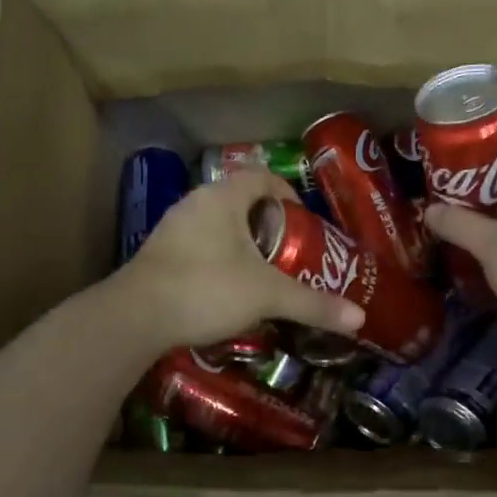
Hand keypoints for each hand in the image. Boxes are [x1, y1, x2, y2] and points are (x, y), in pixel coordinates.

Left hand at [114, 167, 365, 350]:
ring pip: (217, 226)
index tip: (303, 223)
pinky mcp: (158, 254)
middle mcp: (195, 203)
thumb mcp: (267, 296)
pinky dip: (217, 259)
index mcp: (223, 197)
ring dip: (241, 244)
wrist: (136, 316)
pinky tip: (226, 290)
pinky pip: (198, 246)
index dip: (287, 195)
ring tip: (262, 274)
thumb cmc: (207, 289)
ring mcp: (172, 228)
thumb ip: (313, 304)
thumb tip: (359, 319)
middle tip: (289, 252)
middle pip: (240, 202)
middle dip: (268, 225)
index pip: (262, 177)